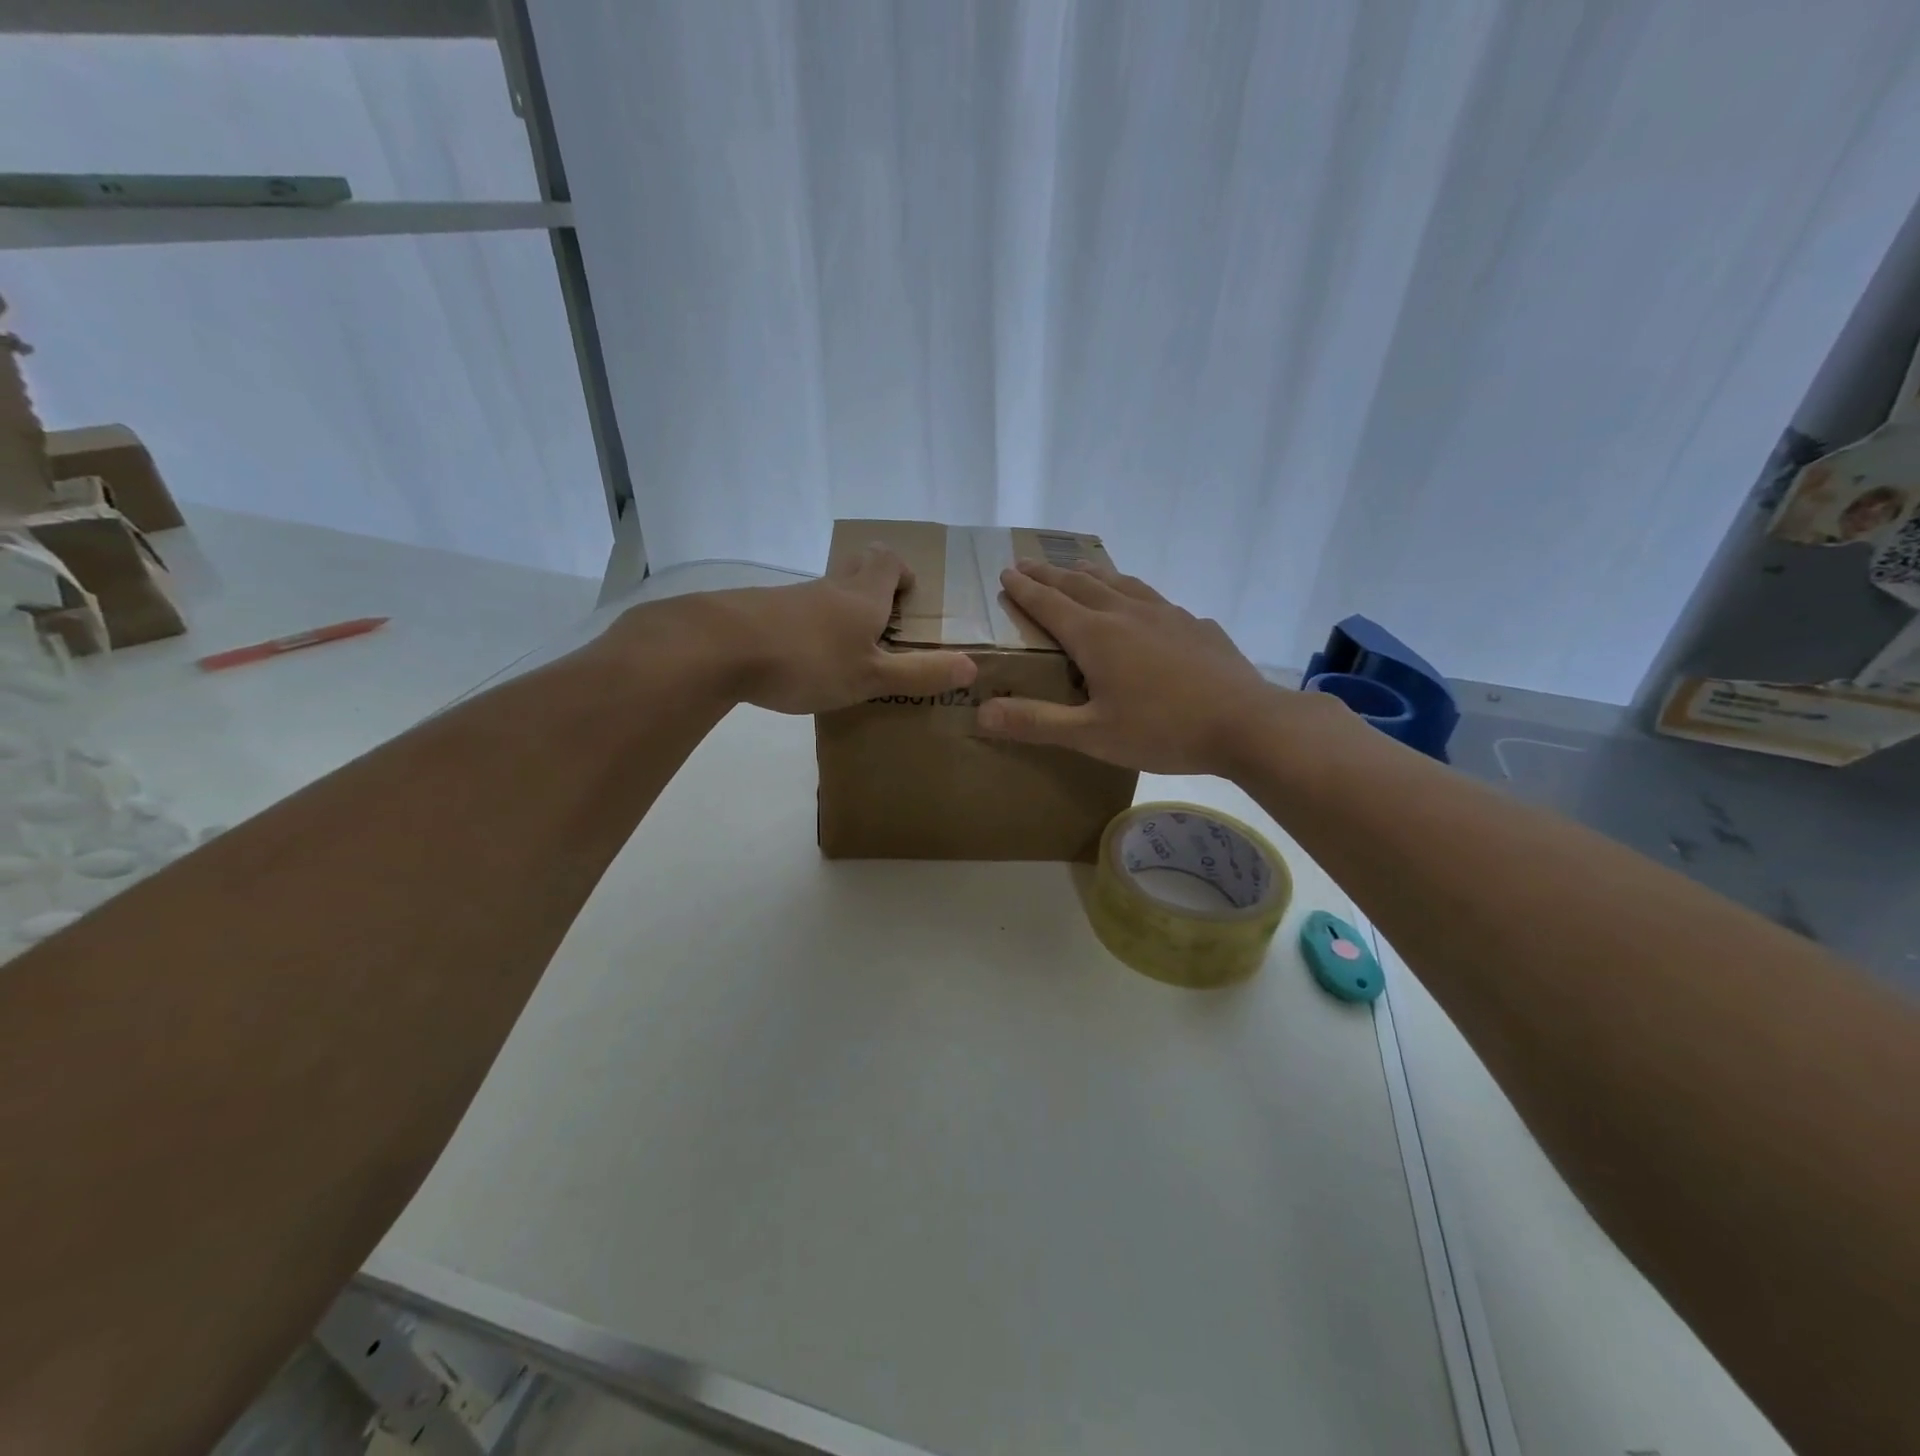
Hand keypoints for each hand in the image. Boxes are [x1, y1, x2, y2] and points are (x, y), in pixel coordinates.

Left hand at [660, 544, 976, 714]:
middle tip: (881, 621)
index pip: (887, 561)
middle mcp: (829, 588)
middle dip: (872, 584)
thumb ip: (920, 674)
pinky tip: (799, 660)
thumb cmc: (807, 660)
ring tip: (843, 650)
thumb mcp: (871, 677)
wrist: (717, 647)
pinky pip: (793, 611)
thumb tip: (972, 667)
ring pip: (824, 592)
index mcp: (862, 596)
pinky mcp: (757, 611)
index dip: (901, 572)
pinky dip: (806, 627)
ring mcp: (790, 596)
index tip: (906, 597)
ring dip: (839, 610)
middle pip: (856, 567)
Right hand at [975, 560, 1287, 773]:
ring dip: (1093, 574)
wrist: (1246, 723)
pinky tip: (1145, 606)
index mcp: (1096, 636)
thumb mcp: (1092, 736)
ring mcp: (1167, 615)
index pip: (1050, 604)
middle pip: (1081, 585)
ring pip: (1121, 583)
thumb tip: (981, 713)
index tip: (1006, 572)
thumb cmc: (1163, 730)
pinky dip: (1134, 593)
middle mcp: (1127, 614)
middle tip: (1028, 564)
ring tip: (1079, 567)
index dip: (1024, 589)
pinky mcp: (1196, 626)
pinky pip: (1155, 600)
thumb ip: (1036, 723)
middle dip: (1050, 575)